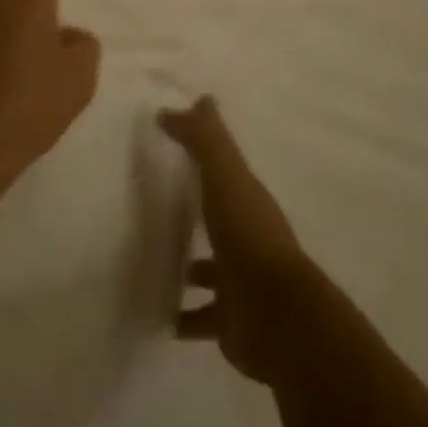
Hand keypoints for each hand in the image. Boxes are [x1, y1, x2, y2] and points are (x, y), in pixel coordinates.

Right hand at [161, 98, 314, 384]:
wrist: (277, 317)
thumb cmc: (248, 237)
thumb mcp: (225, 177)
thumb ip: (204, 140)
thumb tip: (181, 104)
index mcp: (248, 200)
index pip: (224, 168)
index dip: (205, 152)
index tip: (179, 141)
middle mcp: (247, 237)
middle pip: (218, 217)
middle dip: (196, 212)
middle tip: (156, 206)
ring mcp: (241, 282)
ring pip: (210, 270)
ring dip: (188, 268)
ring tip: (150, 262)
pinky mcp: (232, 322)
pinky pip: (201, 317)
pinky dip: (182, 316)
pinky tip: (157, 314)